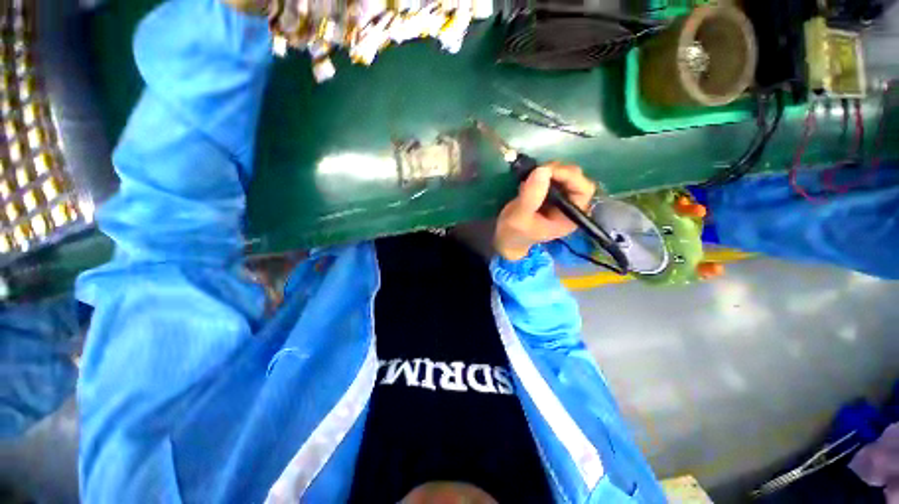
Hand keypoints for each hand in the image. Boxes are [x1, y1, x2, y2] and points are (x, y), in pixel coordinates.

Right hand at [494, 163, 596, 260]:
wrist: (505, 238)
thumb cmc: (514, 233)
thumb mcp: (519, 217)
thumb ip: (531, 196)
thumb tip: (543, 170)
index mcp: (570, 217)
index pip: (583, 191)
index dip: (570, 177)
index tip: (548, 170)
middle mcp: (570, 206)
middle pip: (577, 179)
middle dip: (559, 171)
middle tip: (538, 170)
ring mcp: (560, 198)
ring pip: (565, 175)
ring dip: (550, 170)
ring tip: (531, 175)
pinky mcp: (550, 193)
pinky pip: (553, 176)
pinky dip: (543, 172)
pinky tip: (529, 178)